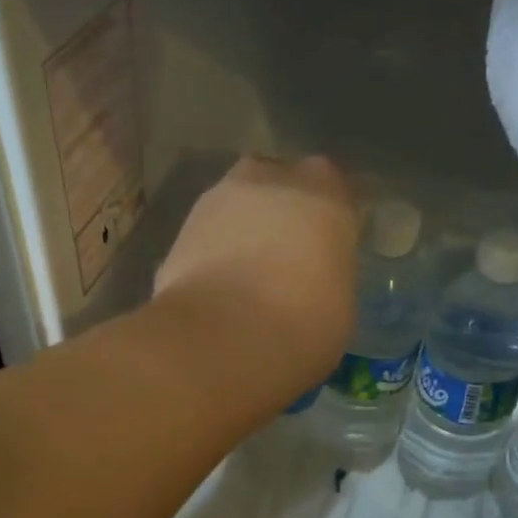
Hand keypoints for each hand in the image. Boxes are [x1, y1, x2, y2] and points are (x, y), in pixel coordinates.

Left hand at [153, 155, 355, 390]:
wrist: (221, 338)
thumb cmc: (302, 324)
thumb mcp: (339, 306)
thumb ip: (326, 275)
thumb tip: (311, 281)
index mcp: (325, 192)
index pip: (334, 191)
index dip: (326, 222)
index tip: (325, 251)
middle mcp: (270, 179)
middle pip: (278, 186)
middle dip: (278, 216)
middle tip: (282, 261)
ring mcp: (216, 199)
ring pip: (235, 208)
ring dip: (239, 232)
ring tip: (243, 279)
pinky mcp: (178, 230)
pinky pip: (204, 238)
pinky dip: (208, 257)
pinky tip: (213, 293)